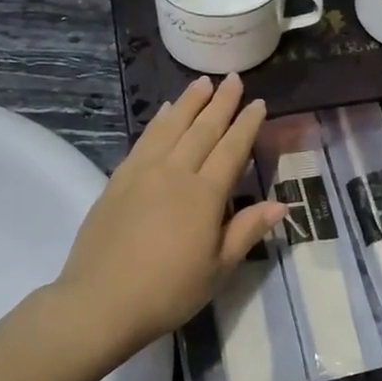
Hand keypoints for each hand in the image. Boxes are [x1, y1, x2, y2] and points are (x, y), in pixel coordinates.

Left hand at [55, 75, 285, 355]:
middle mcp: (175, 173)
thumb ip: (246, 231)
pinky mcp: (118, 180)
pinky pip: (144, 140)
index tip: (258, 103)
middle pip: (202, 129)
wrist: (100, 302)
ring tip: (203, 83)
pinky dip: (158, 121)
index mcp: (204, 195)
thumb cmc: (168, 291)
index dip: (247, 125)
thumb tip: (281, 204)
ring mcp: (143, 173)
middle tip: (234, 79)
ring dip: (189, 102)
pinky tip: (165, 111)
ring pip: (171, 126)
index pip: (231, 149)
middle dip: (221, 103)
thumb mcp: (217, 269)